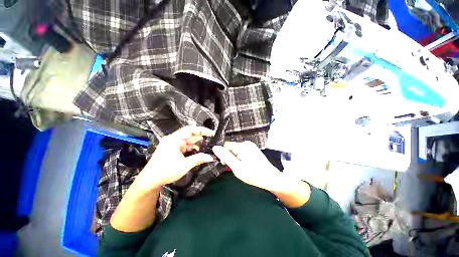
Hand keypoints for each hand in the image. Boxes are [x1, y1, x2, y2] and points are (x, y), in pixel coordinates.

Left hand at [134, 126, 214, 190]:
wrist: (150, 180)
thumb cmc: (166, 172)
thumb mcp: (184, 165)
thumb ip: (198, 159)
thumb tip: (211, 157)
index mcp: (174, 140)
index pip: (190, 130)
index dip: (201, 130)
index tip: (211, 133)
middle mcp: (173, 139)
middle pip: (190, 135)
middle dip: (201, 137)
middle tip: (212, 141)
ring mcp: (173, 144)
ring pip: (189, 141)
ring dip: (197, 144)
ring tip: (208, 147)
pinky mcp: (173, 149)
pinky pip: (185, 146)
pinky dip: (193, 148)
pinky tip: (199, 152)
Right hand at [212, 141, 280, 190]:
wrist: (271, 178)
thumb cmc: (253, 174)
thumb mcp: (237, 167)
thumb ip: (225, 157)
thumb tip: (215, 147)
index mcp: (242, 146)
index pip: (226, 145)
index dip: (223, 154)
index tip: (225, 164)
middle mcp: (246, 143)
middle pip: (231, 147)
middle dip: (229, 156)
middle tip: (233, 167)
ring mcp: (250, 146)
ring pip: (236, 149)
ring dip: (234, 157)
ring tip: (239, 166)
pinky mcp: (253, 149)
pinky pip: (241, 151)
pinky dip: (239, 157)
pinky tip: (243, 164)